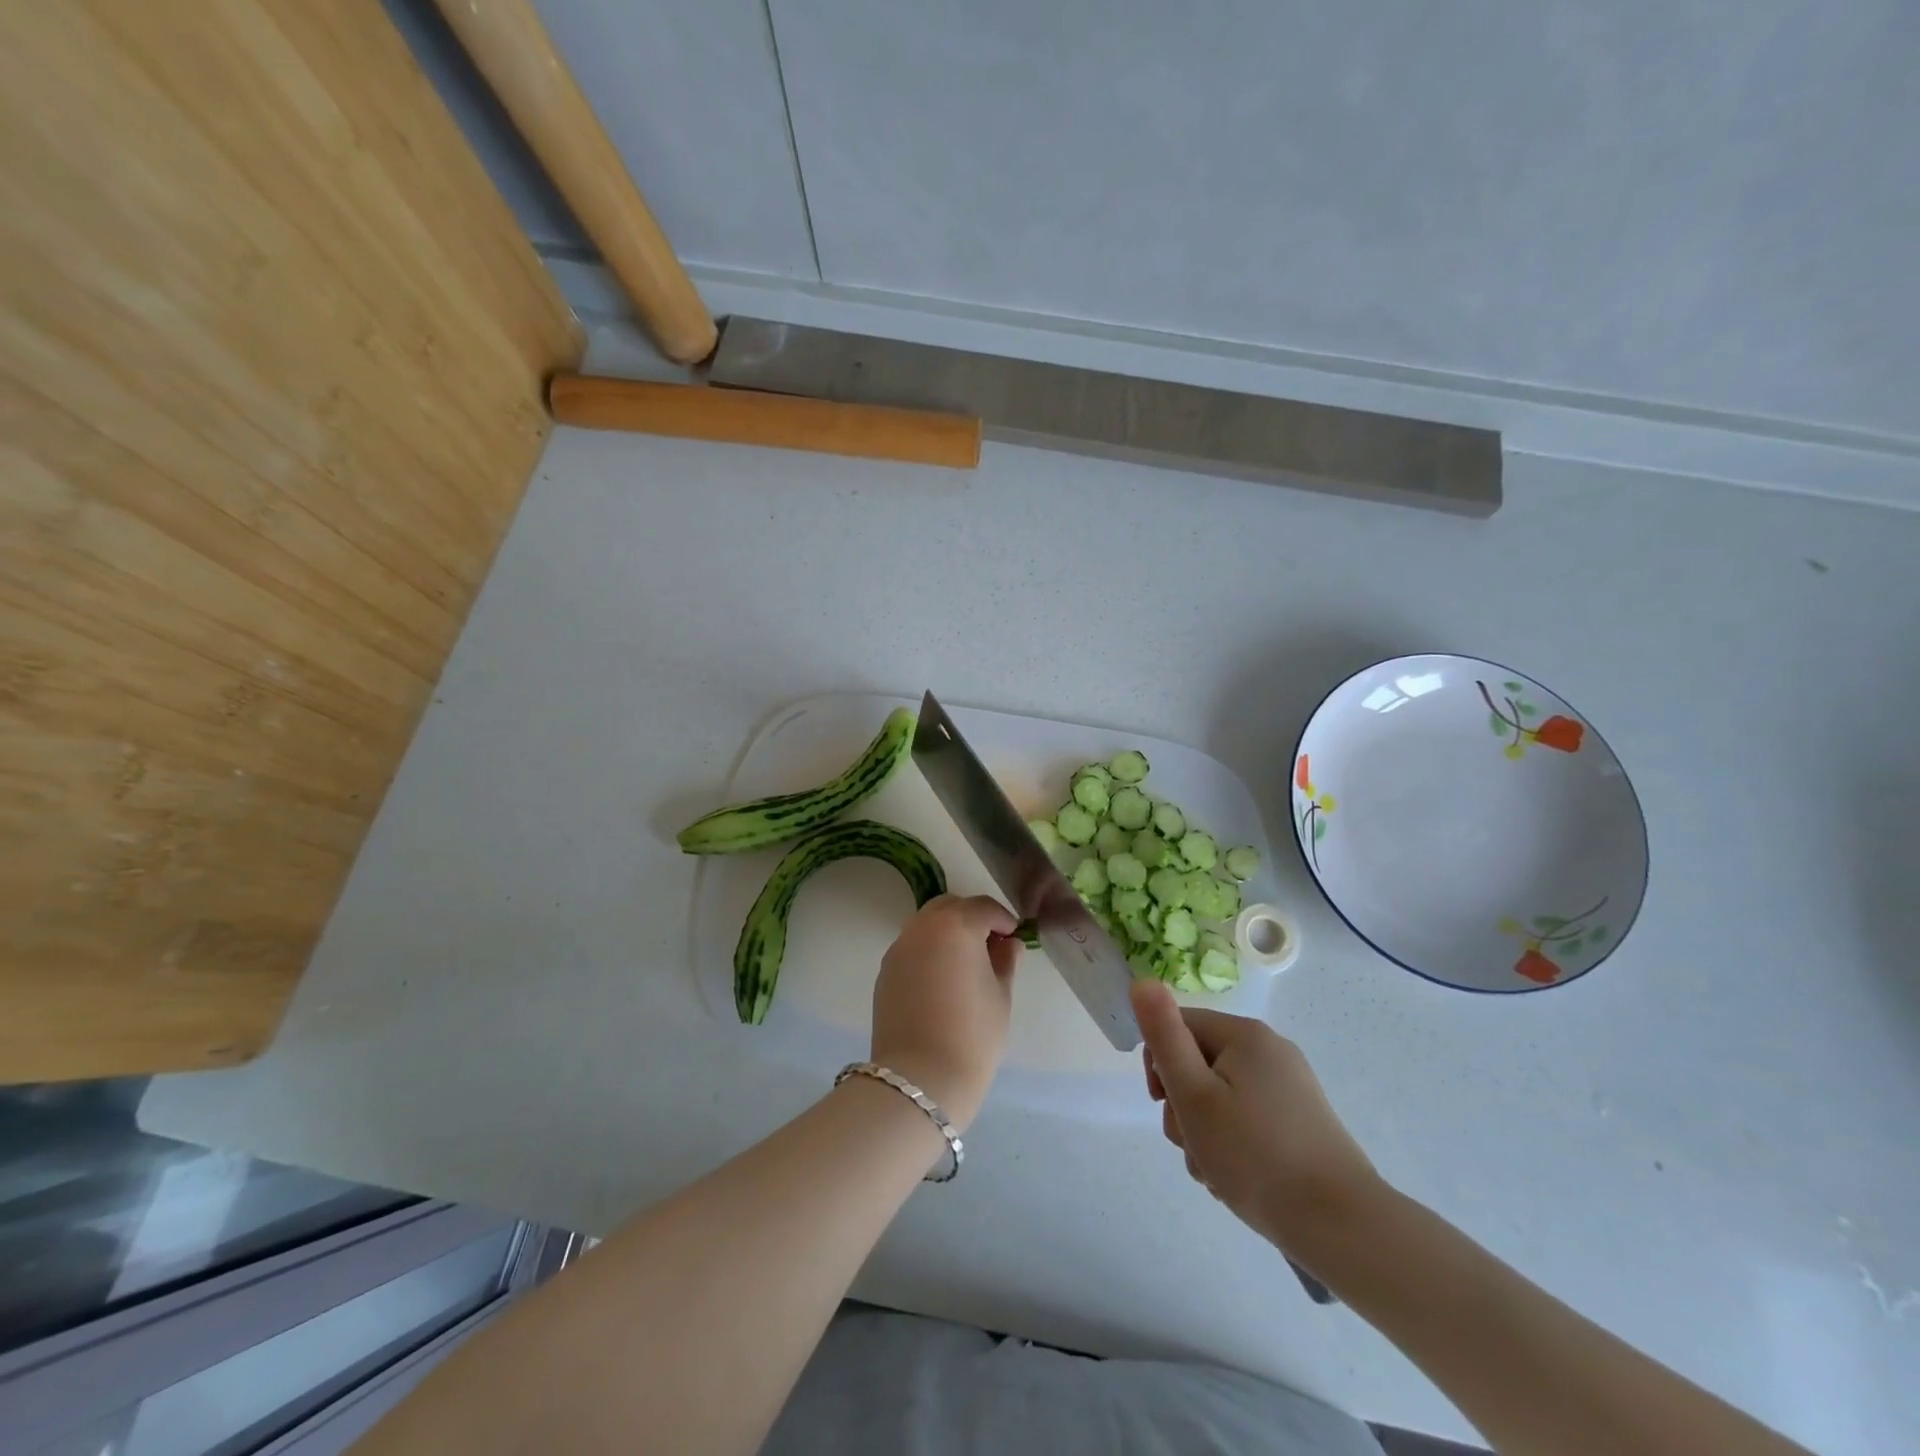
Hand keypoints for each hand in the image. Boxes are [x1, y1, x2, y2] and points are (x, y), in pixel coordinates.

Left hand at [870, 895, 1022, 1129]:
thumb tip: (1008, 943)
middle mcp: (922, 927)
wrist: (920, 1078)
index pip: (984, 907)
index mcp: (955, 925)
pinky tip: (941, 982)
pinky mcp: (885, 971)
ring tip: (964, 965)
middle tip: (990, 947)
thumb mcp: (1001, 995)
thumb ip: (1005, 961)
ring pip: (926, 924)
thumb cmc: (972, 1035)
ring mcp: (898, 948)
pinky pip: (912, 948)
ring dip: (947, 933)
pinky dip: (929, 952)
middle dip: (972, 918)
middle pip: (950, 907)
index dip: (1003, 920)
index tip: (1014, 939)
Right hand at [1132, 980, 1380, 1255]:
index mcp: (1245, 1034)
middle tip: (1193, 1145)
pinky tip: (1238, 1178)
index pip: (1178, 1027)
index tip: (1164, 1106)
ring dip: (1204, 1131)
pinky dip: (1234, 1143)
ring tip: (1215, 1171)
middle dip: (1183, 1105)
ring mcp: (1290, 1087)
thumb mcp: (1194, 1095)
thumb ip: (1164, 1036)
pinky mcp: (1302, 1121)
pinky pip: (1248, 1118)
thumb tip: (1141, 980)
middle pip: (1199, 1063)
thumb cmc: (1255, 1156)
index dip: (1160, 1066)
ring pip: (1221, 1096)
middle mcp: (1271, 1050)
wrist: (1342, 1227)